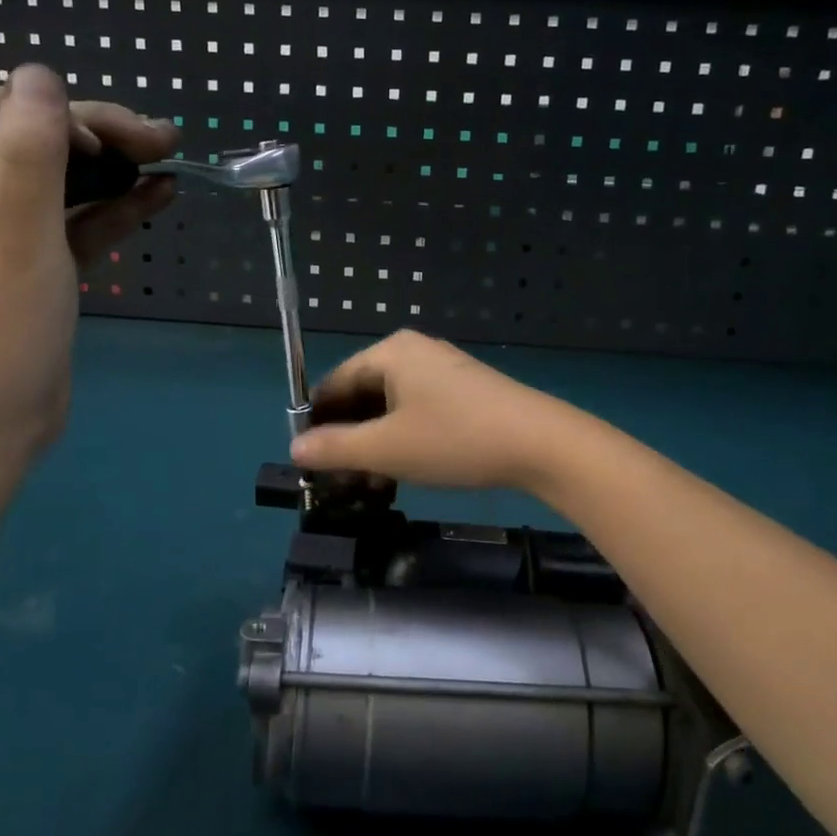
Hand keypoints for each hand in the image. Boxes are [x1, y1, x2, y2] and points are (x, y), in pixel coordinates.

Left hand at [0, 65, 178, 483]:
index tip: (96, 143)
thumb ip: (28, 158)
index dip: (42, 112)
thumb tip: (42, 76)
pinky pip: (68, 225)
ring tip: (168, 156)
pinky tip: (157, 194)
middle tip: (159, 137)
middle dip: (93, 137)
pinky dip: (110, 210)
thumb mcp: (15, 246)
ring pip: (54, 183)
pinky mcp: (27, 270)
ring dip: (109, 170)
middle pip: (24, 144)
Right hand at [289, 330, 581, 492]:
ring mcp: (442, 370)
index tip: (308, 459)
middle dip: (348, 437)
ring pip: (390, 406)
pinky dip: (402, 438)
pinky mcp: (464, 390)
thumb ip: (335, 448)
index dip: (317, 421)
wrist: (541, 443)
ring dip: (374, 443)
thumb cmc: (454, 439)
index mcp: (390, 353)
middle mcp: (413, 352)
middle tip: (338, 479)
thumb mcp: (386, 449)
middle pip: (362, 393)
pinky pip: (417, 410)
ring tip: (369, 483)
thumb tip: (295, 448)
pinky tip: (402, 471)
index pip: (335, 382)